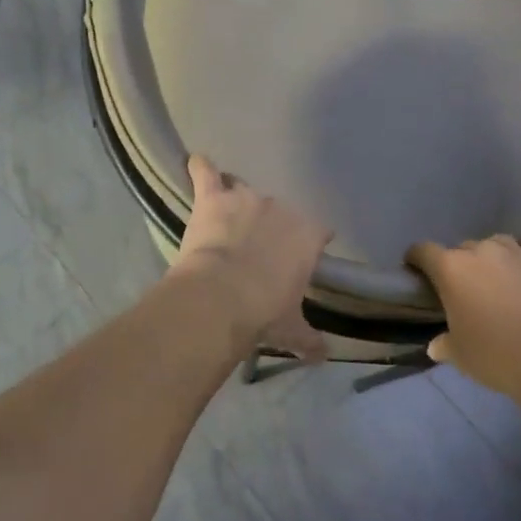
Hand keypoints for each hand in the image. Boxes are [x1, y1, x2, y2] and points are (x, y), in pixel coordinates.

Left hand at [171, 155, 330, 361]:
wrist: (222, 297)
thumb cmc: (264, 312)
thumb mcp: (291, 329)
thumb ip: (309, 339)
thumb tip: (324, 355)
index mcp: (308, 235)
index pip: (318, 232)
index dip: (308, 244)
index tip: (297, 260)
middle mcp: (282, 209)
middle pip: (279, 212)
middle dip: (269, 228)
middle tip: (255, 252)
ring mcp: (246, 198)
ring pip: (244, 190)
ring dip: (237, 203)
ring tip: (228, 219)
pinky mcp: (213, 199)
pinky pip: (206, 174)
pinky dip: (200, 169)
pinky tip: (196, 164)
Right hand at [407, 235, 520, 400]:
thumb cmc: (495, 355)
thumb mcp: (460, 355)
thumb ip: (444, 344)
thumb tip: (436, 346)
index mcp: (451, 269)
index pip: (423, 251)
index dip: (416, 259)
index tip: (416, 270)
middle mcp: (482, 251)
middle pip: (461, 248)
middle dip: (458, 265)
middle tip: (464, 289)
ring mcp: (518, 252)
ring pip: (496, 243)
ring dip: (491, 257)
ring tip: (496, 276)